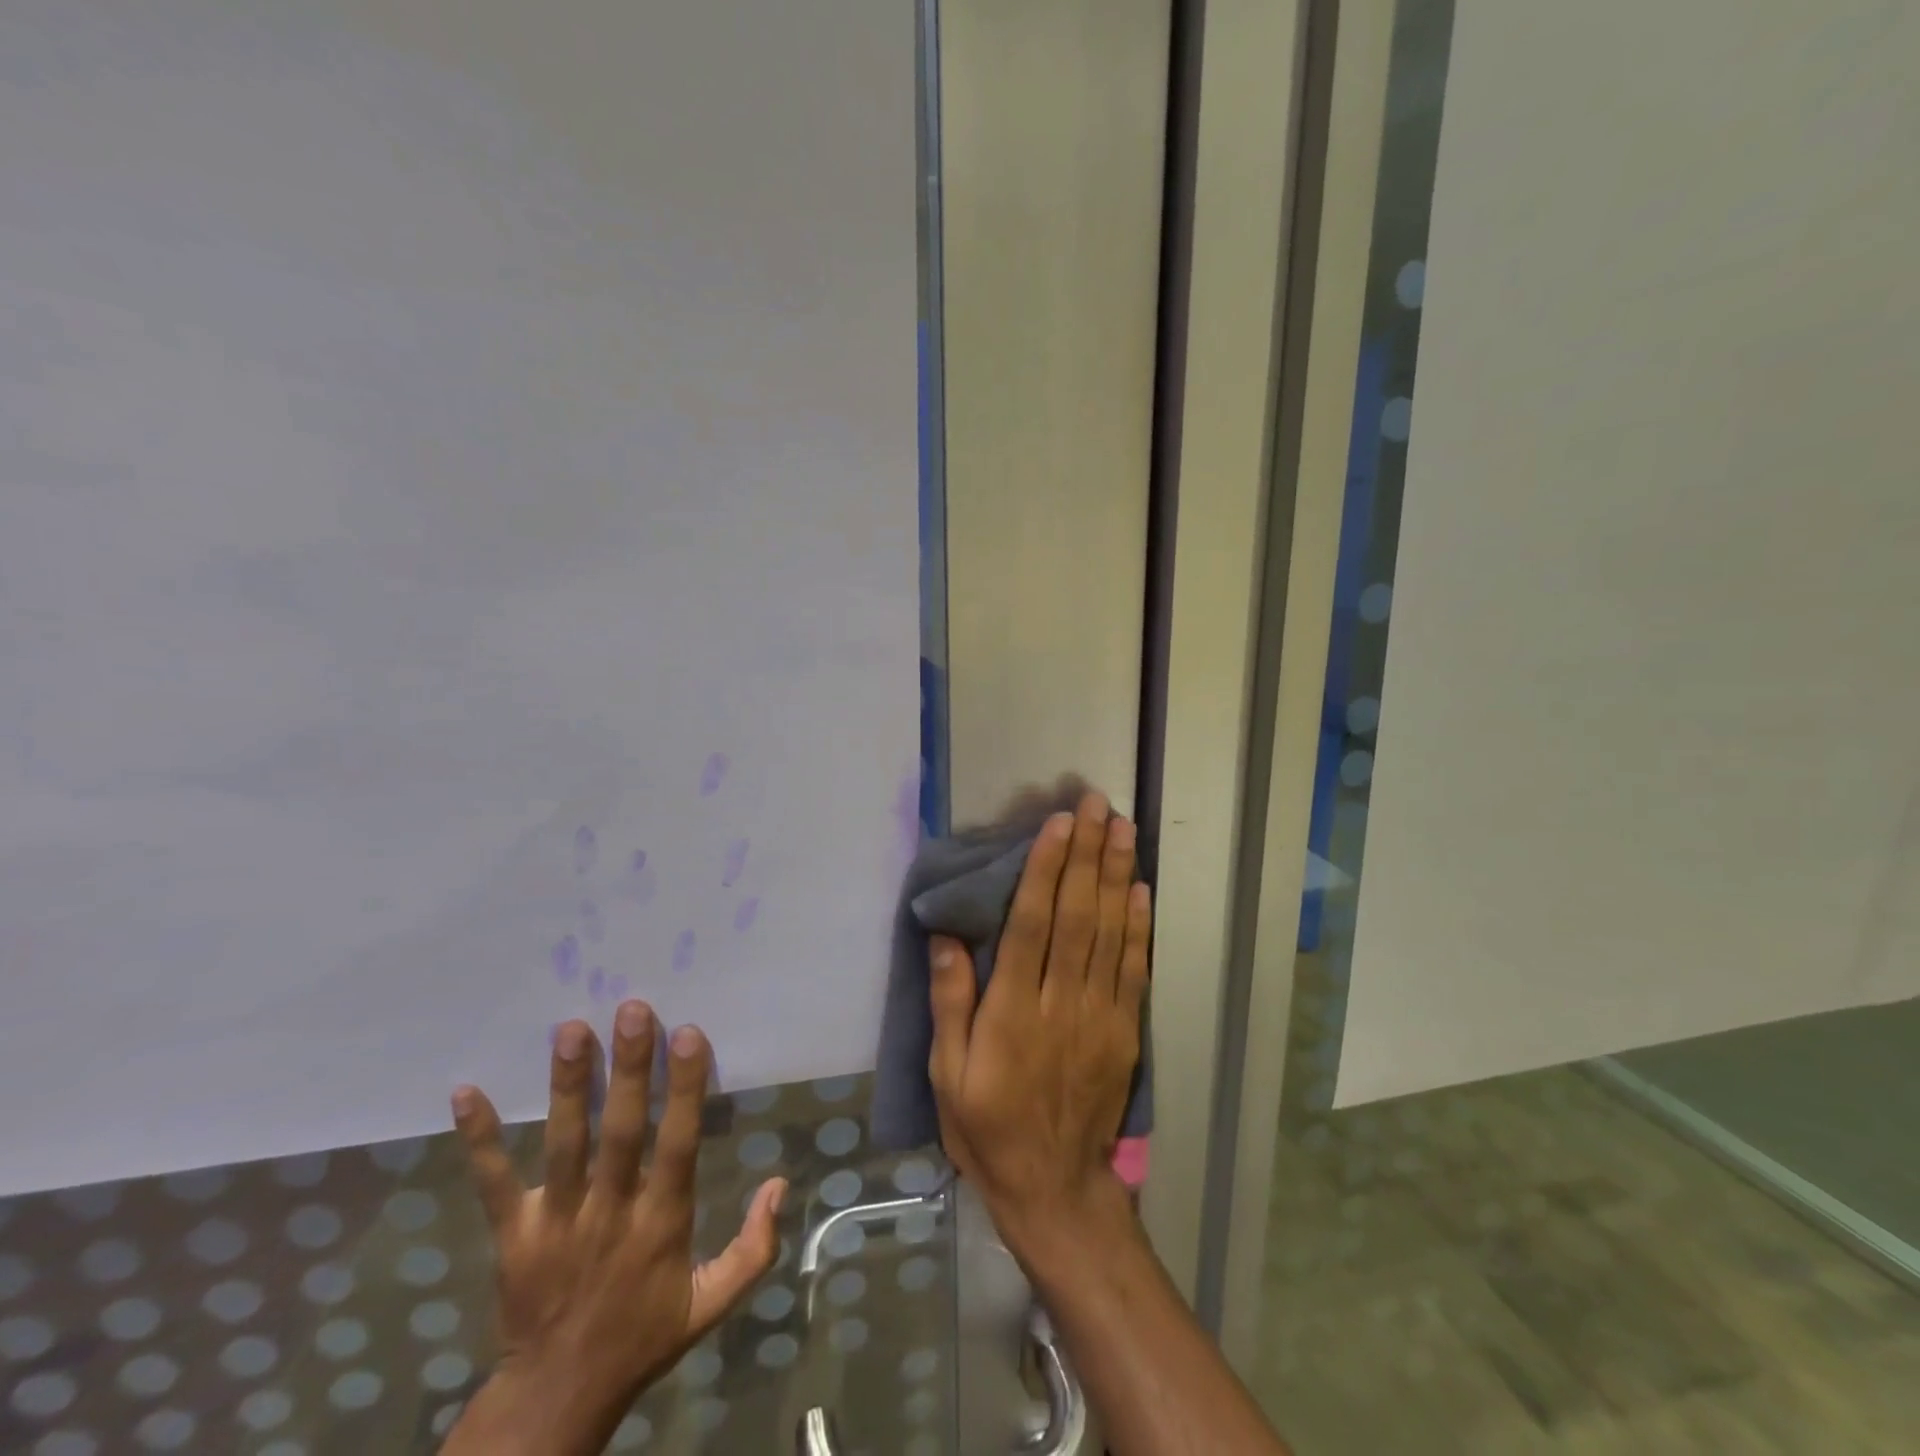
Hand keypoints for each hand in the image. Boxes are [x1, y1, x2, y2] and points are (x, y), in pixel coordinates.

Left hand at [443, 1003, 785, 1455]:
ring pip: (563, 1145)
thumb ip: (754, 1247)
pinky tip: (466, 1093)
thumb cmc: (643, 1337)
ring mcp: (555, 1222)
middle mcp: (609, 1213)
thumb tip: (779, 1183)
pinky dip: (480, 1139)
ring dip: (567, 1086)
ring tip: (571, 1029)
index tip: (687, 1034)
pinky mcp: (511, 1235)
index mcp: (661, 1224)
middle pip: (620, 1132)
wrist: (556, 1400)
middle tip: (632, 1009)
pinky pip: (493, 1183)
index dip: (683, 1089)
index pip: (677, 1144)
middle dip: (628, 1069)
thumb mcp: (712, 1302)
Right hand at [928, 790, 1150, 1245]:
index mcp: (1011, 1011)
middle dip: (1086, 854)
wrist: (1055, 1189)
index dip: (1044, 870)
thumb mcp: (947, 1075)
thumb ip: (949, 1003)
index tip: (1057, 825)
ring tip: (1122, 828)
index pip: (1031, 924)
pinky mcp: (1124, 1030)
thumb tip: (946, 937)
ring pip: (1109, 932)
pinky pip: (1134, 969)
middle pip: (1076, 915)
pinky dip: (1139, 926)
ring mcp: (1099, 1014)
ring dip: (1116, 875)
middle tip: (1096, 804)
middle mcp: (1060, 1001)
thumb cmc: (987, 1128)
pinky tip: (1140, 889)